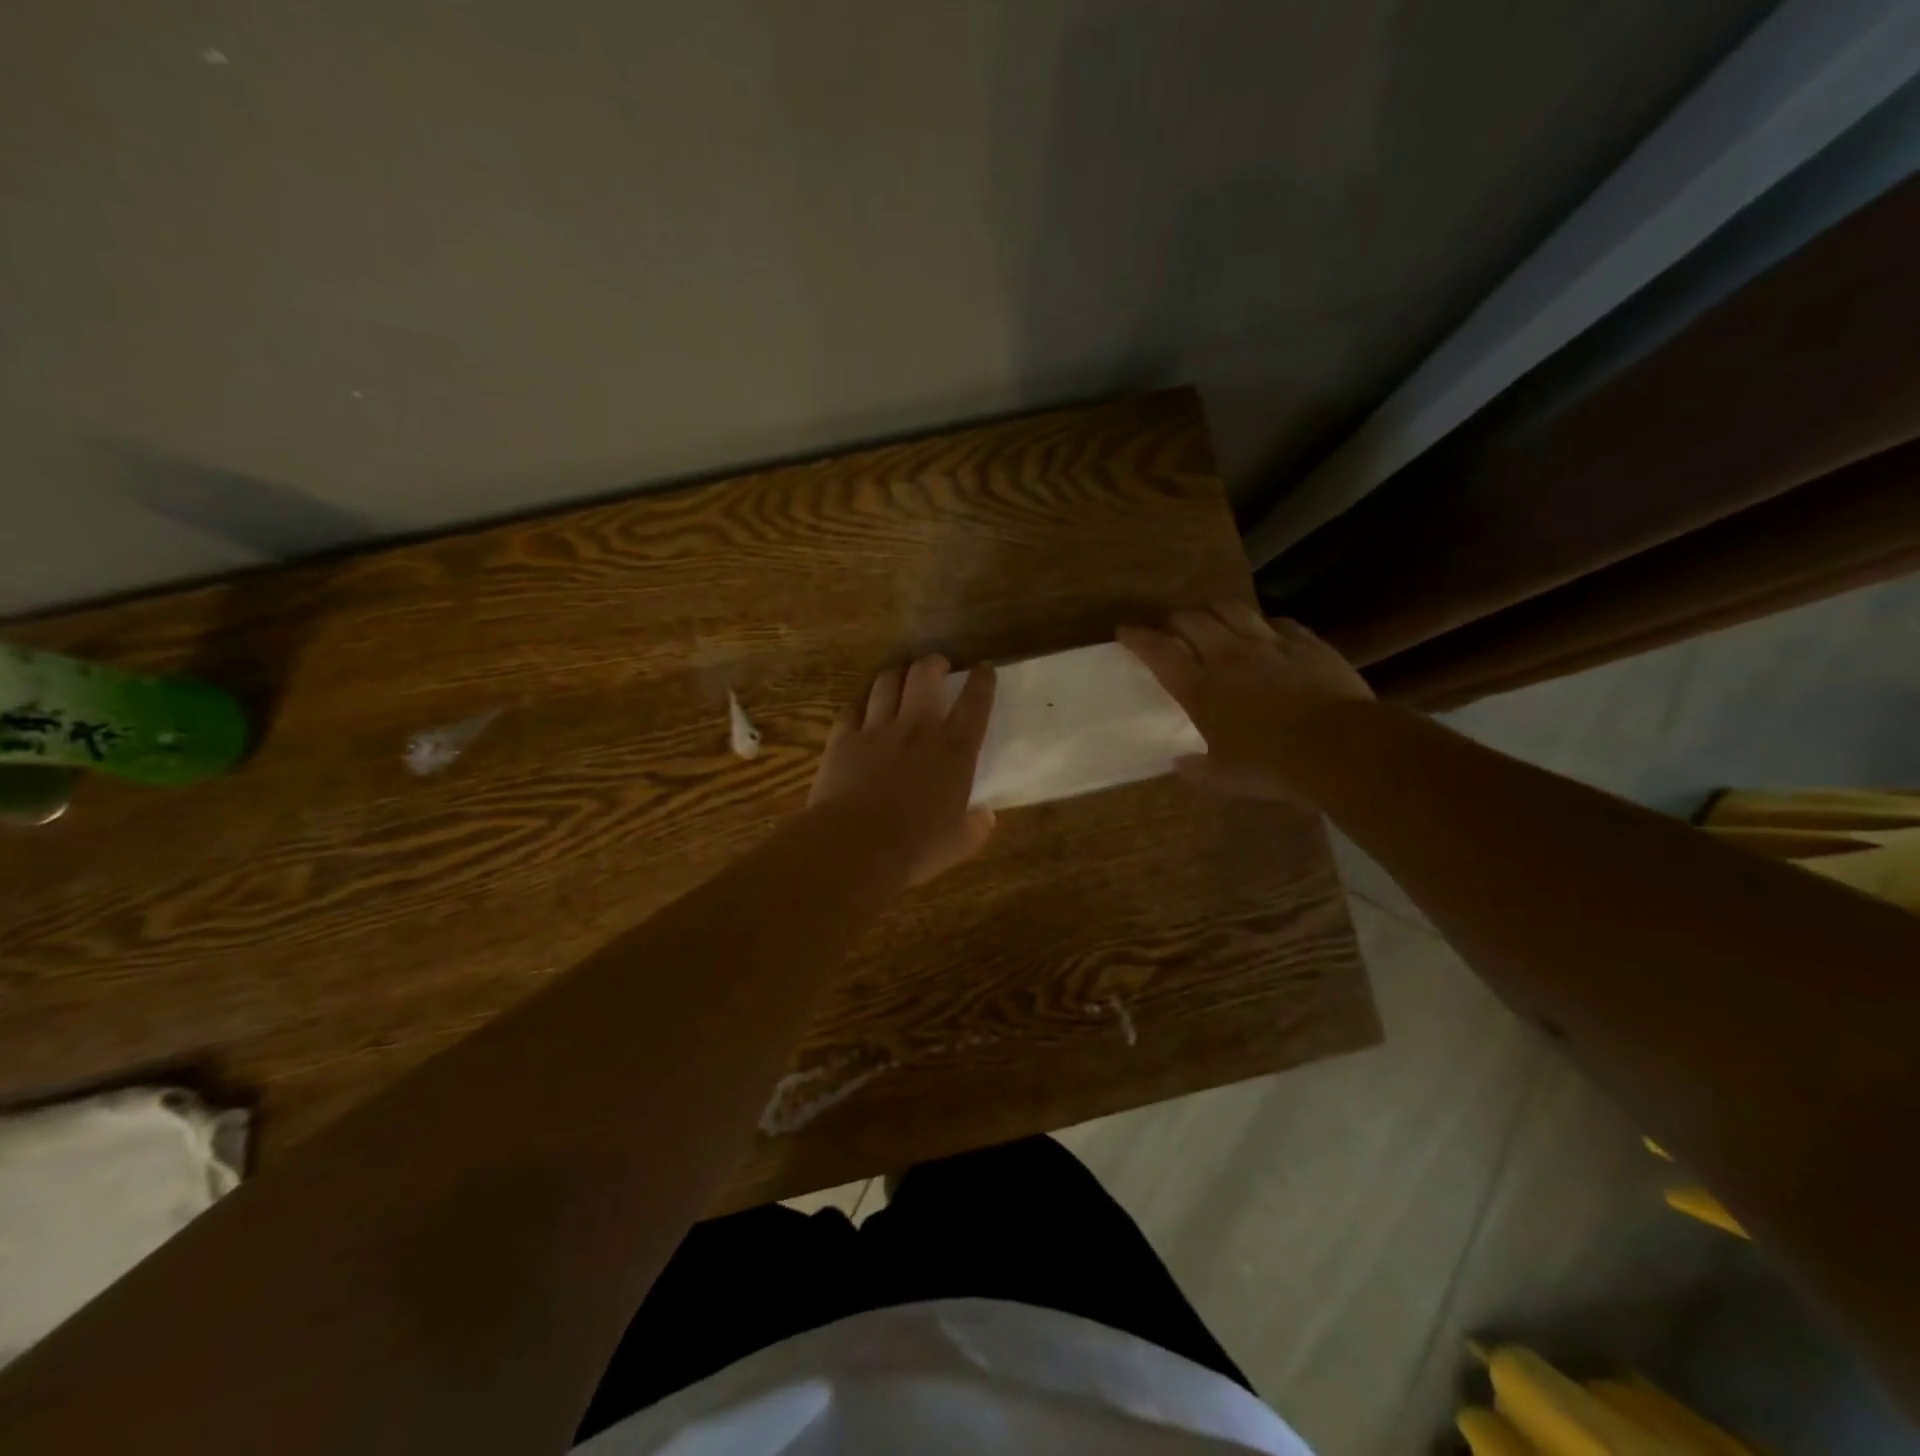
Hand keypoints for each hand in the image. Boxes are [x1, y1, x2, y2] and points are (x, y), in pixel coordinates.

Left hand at [808, 655, 997, 884]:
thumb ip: (975, 826)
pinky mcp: (842, 739)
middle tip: (936, 666)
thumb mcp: (958, 843)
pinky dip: (859, 707)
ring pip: (886, 682)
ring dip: (896, 675)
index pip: (975, 702)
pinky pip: (850, 710)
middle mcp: (917, 729)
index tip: (983, 669)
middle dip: (933, 663)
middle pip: (925, 674)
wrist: (854, 847)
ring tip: (899, 678)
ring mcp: (876, 730)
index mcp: (954, 750)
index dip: (982, 680)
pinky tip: (861, 713)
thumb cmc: (915, 848)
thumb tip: (985, 816)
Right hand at [1118, 604, 1373, 800]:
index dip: (1138, 637)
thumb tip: (1180, 763)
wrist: (1337, 746)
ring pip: (1232, 610)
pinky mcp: (1305, 642)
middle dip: (1174, 620)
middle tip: (1170, 628)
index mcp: (1200, 687)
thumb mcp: (1224, 778)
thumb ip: (1197, 769)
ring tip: (1211, 619)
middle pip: (1191, 620)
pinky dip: (1263, 623)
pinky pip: (1278, 621)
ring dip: (1214, 611)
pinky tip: (1266, 632)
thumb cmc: (1270, 765)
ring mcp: (1269, 644)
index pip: (1158, 651)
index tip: (1125, 630)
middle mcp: (1228, 656)